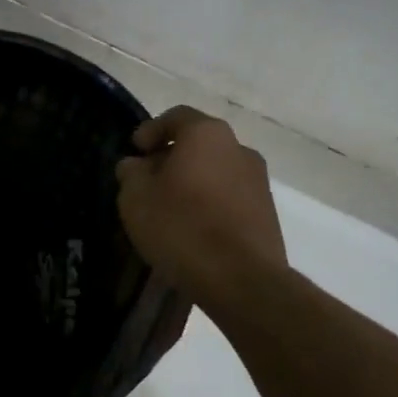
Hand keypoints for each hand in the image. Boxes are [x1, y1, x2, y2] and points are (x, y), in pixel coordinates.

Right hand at [115, 106, 285, 303]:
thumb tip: (137, 165)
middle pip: (198, 144)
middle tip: (147, 181)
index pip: (176, 117)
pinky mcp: (266, 213)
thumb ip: (131, 173)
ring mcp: (258, 181)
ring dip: (192, 182)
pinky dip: (209, 204)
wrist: (242, 280)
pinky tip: (193, 229)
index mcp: (206, 134)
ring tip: (169, 209)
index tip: (135, 151)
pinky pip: (229, 197)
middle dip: (171, 158)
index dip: (151, 130)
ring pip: (215, 171)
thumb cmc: (181, 227)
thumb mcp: (136, 198)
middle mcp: (239, 148)